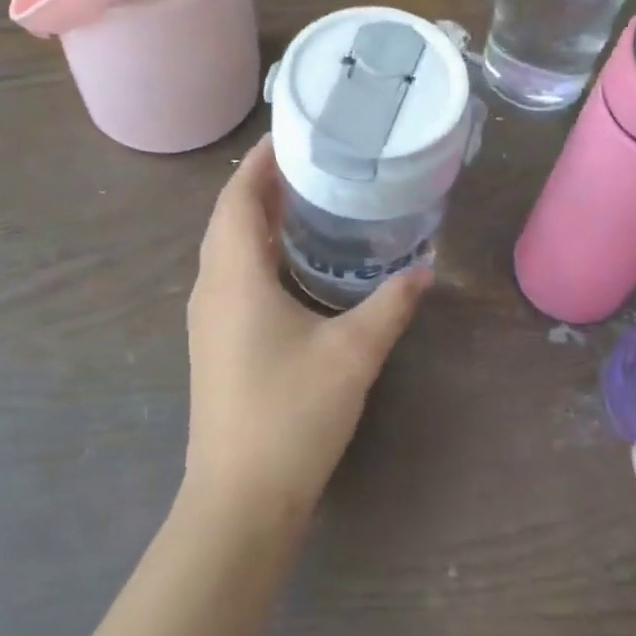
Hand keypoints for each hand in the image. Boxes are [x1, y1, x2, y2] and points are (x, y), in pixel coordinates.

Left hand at [184, 137, 430, 527]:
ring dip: (260, 216)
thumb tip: (426, 270)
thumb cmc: (291, 415)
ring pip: (229, 246)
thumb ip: (391, 305)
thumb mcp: (352, 354)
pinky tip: (295, 261)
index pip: (238, 196)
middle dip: (265, 183)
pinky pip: (233, 274)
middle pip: (230, 216)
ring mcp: (209, 317)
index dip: (262, 160)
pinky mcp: (216, 341)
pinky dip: (258, 250)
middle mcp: (212, 286)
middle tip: (315, 161)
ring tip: (309, 198)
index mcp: (234, 275)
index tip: (296, 133)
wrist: (239, 502)